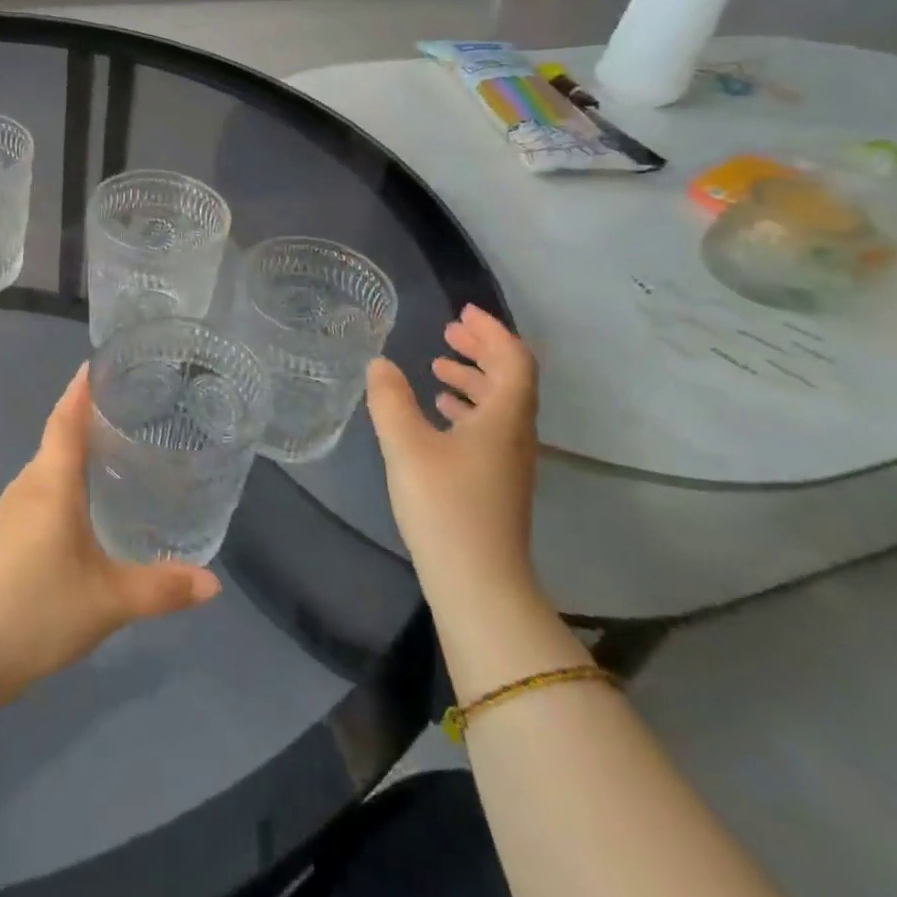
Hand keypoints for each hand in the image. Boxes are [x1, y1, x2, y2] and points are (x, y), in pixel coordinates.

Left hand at [0, 365, 221, 698]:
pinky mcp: (6, 530)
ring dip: (72, 446)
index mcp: (51, 484)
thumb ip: (161, 588)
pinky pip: (39, 484)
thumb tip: (213, 584)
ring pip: (46, 462)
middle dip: (84, 414)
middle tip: (126, 405)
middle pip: (56, 435)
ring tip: (110, 445)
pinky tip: (82, 495)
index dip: (80, 390)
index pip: (65, 420)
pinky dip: (62, 474)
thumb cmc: (41, 610)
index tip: (98, 364)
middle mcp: (28, 484)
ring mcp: (11, 507)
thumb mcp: (109, 601)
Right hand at [366, 306, 539, 618]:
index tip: (462, 313)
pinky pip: (488, 429)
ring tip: (436, 368)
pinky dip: (466, 410)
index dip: (492, 331)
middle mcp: (515, 435)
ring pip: (499, 406)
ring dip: (472, 380)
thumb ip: (391, 400)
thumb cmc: (445, 505)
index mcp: (505, 418)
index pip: (514, 359)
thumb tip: (380, 364)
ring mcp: (508, 462)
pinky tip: (438, 415)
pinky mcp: (495, 484)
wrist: (478, 583)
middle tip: (448, 332)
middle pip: (510, 379)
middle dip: (481, 350)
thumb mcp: (406, 446)